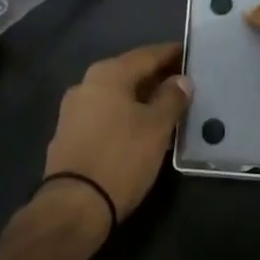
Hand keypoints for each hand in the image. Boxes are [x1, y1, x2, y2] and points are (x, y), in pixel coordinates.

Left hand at [41, 42, 189, 225]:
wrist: (73, 206)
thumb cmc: (121, 158)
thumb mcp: (156, 127)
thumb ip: (171, 98)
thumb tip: (181, 80)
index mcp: (108, 74)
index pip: (147, 55)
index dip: (171, 54)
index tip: (191, 54)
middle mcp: (87, 83)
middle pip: (129, 72)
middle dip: (156, 76)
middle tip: (183, 82)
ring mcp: (74, 109)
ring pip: (116, 95)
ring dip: (141, 97)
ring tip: (166, 107)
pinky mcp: (69, 134)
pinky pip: (105, 113)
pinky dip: (125, 114)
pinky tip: (140, 128)